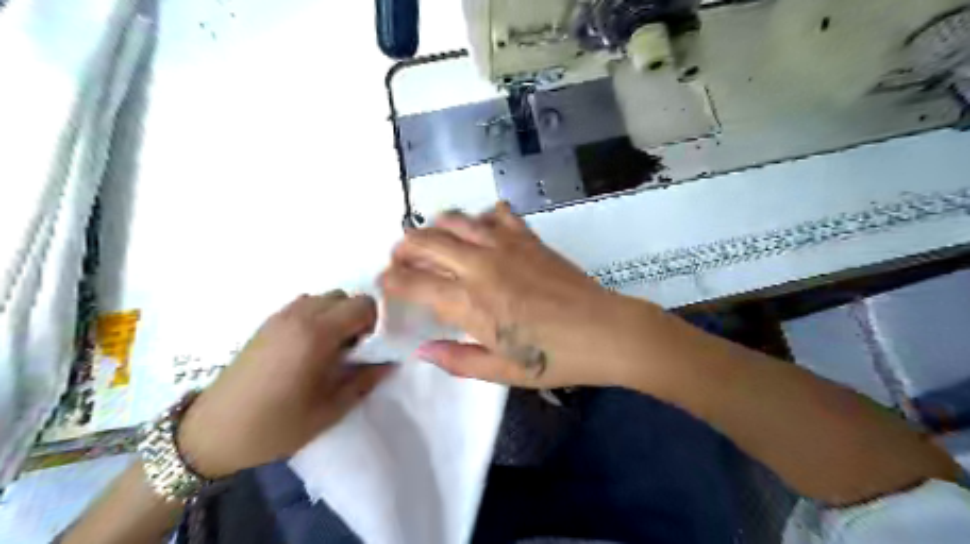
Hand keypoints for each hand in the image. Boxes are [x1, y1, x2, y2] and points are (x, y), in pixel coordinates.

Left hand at [174, 294, 388, 476]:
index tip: (373, 348)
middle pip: (345, 297)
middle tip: (356, 349)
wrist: (210, 433)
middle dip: (359, 317)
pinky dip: (318, 316)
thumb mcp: (329, 411)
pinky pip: (304, 306)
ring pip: (324, 298)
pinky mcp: (266, 323)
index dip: (377, 323)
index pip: (364, 305)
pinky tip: (311, 347)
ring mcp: (280, 317)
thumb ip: (364, 381)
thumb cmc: (275, 426)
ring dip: (337, 315)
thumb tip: (390, 362)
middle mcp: (299, 316)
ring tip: (333, 348)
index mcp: (317, 334)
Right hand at [377, 202, 651, 388]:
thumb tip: (422, 349)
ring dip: (435, 226)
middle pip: (426, 241)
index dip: (391, 280)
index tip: (384, 282)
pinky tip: (481, 228)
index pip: (413, 282)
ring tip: (431, 237)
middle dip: (404, 246)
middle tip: (400, 257)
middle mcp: (479, 266)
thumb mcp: (501, 371)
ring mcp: (505, 245)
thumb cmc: (553, 358)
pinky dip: (482, 216)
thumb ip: (456, 360)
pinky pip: (498, 214)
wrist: (604, 332)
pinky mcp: (528, 238)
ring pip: (456, 220)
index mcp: (468, 303)